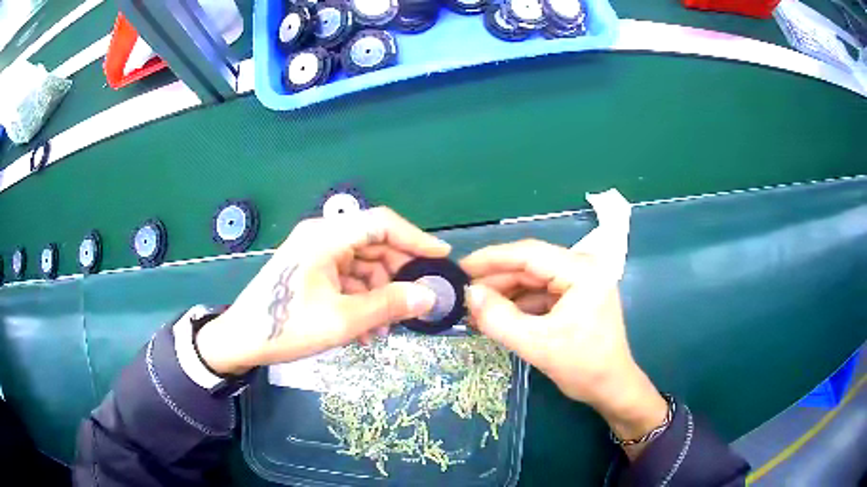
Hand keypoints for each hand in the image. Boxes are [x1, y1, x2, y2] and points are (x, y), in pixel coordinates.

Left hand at [196, 207, 450, 374]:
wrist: (240, 341)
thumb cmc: (286, 326)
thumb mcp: (341, 320)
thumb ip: (388, 305)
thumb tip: (429, 295)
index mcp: (326, 237)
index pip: (381, 223)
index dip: (415, 238)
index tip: (440, 258)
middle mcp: (321, 236)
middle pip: (373, 245)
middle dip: (396, 276)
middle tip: (414, 304)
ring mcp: (315, 253)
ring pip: (362, 265)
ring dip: (378, 295)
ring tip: (385, 329)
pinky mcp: (311, 270)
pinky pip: (347, 278)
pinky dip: (361, 299)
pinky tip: (366, 329)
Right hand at [461, 239, 666, 457]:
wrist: (612, 388)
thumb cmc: (583, 367)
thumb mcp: (537, 344)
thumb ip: (499, 318)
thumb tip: (468, 294)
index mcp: (581, 270)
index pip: (528, 253)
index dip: (490, 259)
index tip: (459, 268)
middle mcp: (582, 267)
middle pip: (529, 266)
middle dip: (495, 282)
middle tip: (462, 297)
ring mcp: (580, 281)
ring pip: (531, 280)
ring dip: (503, 295)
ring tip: (473, 311)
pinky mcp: (575, 296)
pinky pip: (539, 294)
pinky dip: (517, 305)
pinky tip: (496, 318)